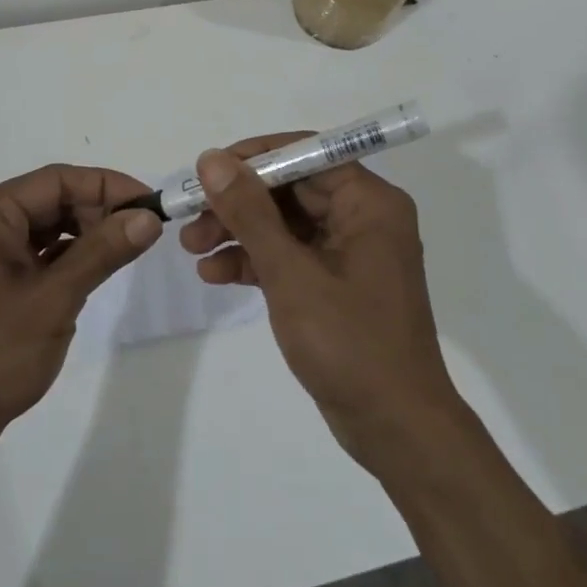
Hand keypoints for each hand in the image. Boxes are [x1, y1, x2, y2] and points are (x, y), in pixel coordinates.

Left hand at [0, 164, 160, 470]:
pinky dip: (65, 259)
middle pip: (51, 200)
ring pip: (45, 227)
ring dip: (85, 236)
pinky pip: (33, 253)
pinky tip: (94, 271)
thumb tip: (150, 218)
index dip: (109, 187)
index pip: (57, 180)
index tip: (153, 205)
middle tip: (145, 233)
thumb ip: (103, 251)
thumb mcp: (54, 298)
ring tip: (127, 251)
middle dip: (98, 212)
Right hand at [179, 136, 460, 471]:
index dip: (254, 158)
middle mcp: (362, 218)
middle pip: (290, 189)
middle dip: (237, 202)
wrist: (396, 432)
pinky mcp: (333, 284)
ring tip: (191, 248)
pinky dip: (253, 261)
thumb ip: (250, 213)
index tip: (208, 170)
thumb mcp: (292, 274)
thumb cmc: (351, 343)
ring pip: (284, 224)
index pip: (306, 154)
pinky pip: (288, 256)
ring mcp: (347, 253)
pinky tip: (214, 274)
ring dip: (238, 232)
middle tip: (190, 217)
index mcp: (369, 203)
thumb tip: (212, 159)